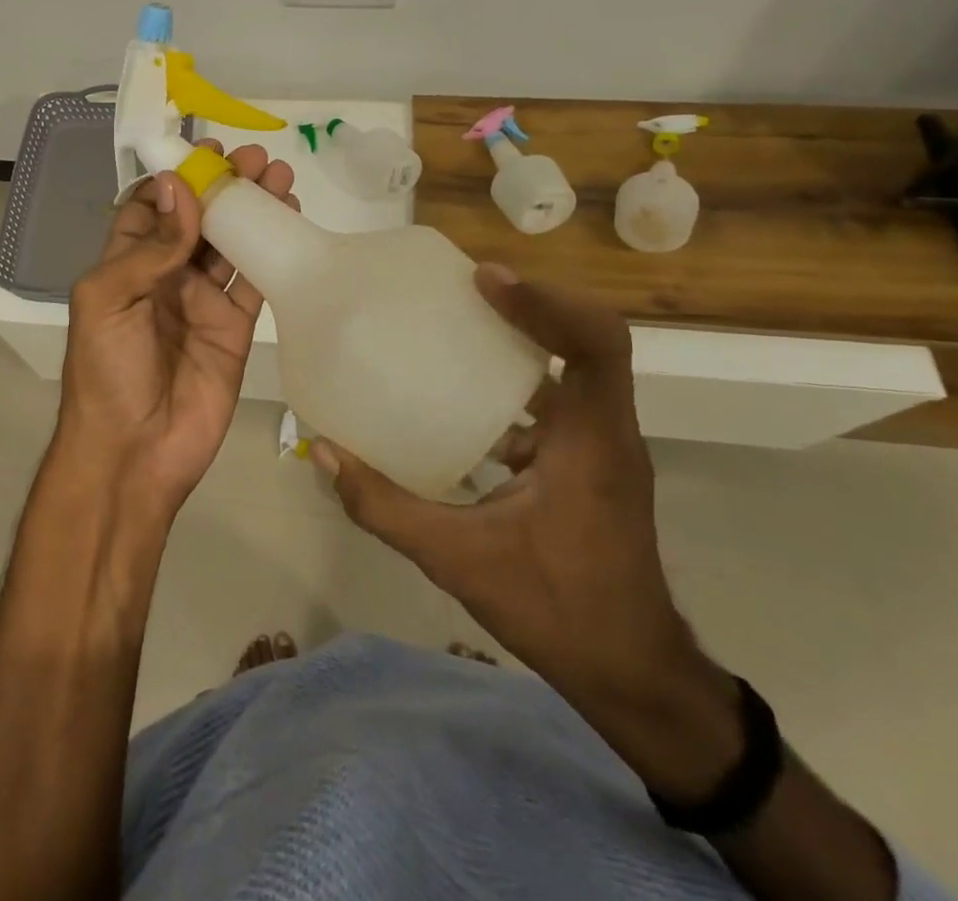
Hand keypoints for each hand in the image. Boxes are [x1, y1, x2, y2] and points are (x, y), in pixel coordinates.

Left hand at [54, 143, 297, 522]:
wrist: (134, 451)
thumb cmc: (106, 370)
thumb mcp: (107, 299)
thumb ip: (148, 247)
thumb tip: (181, 188)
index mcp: (125, 264)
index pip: (153, 208)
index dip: (178, 178)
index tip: (206, 152)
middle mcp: (165, 275)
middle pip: (198, 219)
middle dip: (224, 187)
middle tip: (255, 158)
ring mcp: (202, 300)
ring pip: (231, 243)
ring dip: (252, 209)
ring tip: (279, 175)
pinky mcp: (234, 326)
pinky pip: (254, 279)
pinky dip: (271, 249)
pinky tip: (288, 218)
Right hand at [313, 266, 703, 710]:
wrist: (633, 677)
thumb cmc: (558, 611)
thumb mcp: (458, 560)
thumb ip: (384, 507)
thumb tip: (324, 452)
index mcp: (592, 442)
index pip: (595, 344)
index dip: (544, 301)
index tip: (483, 281)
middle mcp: (606, 432)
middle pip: (587, 339)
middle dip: (530, 305)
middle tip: (463, 289)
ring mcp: (602, 447)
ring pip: (574, 367)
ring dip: (524, 339)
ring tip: (459, 324)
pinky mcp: (588, 463)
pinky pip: (558, 401)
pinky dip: (515, 383)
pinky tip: (462, 397)